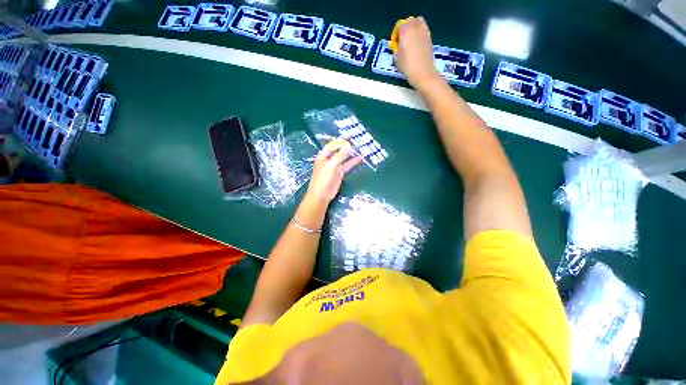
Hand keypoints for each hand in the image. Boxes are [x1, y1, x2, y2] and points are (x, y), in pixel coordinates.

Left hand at [306, 140, 361, 203]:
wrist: (321, 195)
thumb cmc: (323, 179)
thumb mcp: (331, 166)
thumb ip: (340, 156)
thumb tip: (348, 146)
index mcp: (323, 156)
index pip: (332, 146)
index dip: (339, 142)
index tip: (349, 138)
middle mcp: (329, 160)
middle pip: (338, 151)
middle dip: (346, 147)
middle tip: (357, 142)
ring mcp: (334, 167)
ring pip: (344, 158)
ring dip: (351, 154)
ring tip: (360, 149)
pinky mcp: (339, 173)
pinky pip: (347, 165)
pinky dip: (352, 162)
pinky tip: (359, 158)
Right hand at [395, 17, 440, 87]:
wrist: (422, 72)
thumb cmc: (407, 65)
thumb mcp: (396, 57)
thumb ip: (397, 47)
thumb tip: (398, 45)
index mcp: (406, 29)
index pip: (399, 26)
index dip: (395, 35)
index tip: (394, 44)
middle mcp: (416, 26)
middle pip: (410, 21)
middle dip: (406, 28)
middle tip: (402, 40)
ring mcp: (425, 31)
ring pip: (418, 24)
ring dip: (413, 30)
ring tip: (410, 42)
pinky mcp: (430, 38)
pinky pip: (423, 31)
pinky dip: (419, 35)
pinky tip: (416, 46)